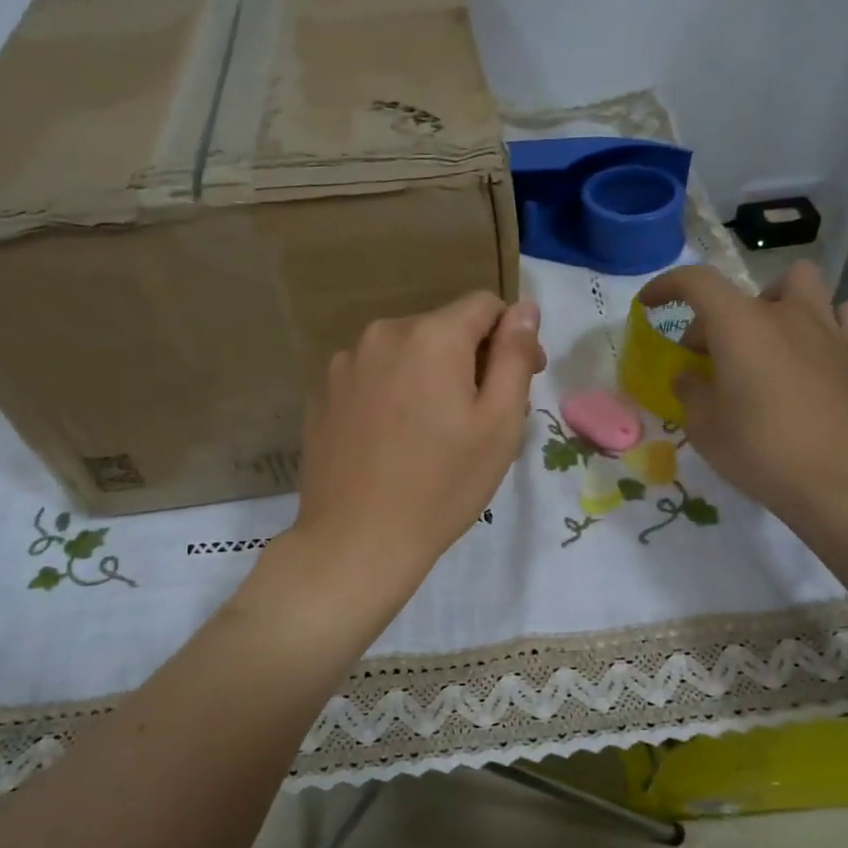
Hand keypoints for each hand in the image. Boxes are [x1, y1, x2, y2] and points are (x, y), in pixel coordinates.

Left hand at [273, 292, 544, 616]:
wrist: (357, 541)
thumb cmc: (442, 486)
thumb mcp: (499, 424)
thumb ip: (514, 355)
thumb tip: (525, 308)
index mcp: (431, 336)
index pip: (485, 306)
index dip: (511, 337)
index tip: (520, 380)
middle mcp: (383, 335)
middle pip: (443, 328)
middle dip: (470, 359)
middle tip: (481, 418)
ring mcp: (345, 364)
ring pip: (406, 353)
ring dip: (429, 376)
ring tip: (434, 433)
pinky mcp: (323, 394)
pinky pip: (373, 377)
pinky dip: (393, 394)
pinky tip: (394, 440)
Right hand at [639, 261, 847, 546]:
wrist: (842, 483)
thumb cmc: (761, 452)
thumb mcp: (705, 428)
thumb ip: (691, 392)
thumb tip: (689, 375)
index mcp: (739, 326)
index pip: (696, 282)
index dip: (667, 286)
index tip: (650, 304)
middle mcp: (784, 314)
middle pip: (741, 294)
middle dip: (715, 319)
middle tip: (706, 358)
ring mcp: (828, 329)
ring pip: (801, 283)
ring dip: (776, 301)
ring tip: (766, 337)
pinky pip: (845, 314)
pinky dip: (826, 321)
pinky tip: (816, 348)